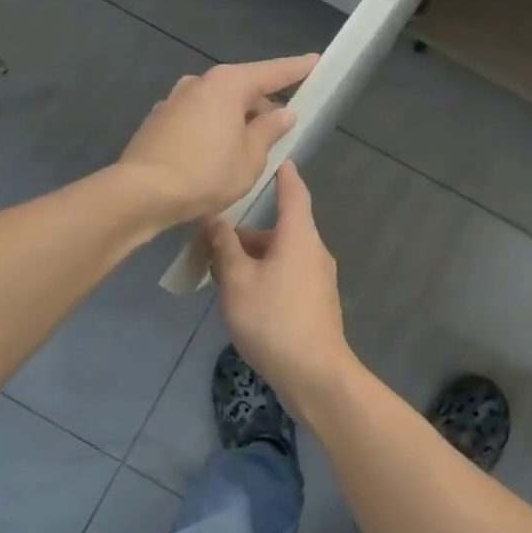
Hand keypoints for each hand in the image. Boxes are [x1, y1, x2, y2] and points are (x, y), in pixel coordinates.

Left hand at [117, 55, 318, 224]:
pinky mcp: (158, 120)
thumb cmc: (205, 174)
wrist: (141, 193)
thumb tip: (283, 113)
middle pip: (242, 87)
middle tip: (282, 127)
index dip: (297, 69)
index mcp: (228, 84)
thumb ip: (269, 131)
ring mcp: (175, 100)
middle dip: (263, 104)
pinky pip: (198, 117)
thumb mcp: (250, 158)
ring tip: (249, 147)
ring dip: (236, 118)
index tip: (315, 61)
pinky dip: (213, 128)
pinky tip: (216, 154)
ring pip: (218, 103)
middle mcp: (199, 83)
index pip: (272, 72)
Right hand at [204, 162, 354, 407]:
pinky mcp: (316, 303)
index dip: (284, 175)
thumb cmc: (273, 319)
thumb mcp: (237, 281)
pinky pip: (287, 275)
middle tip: (213, 238)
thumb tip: (214, 218)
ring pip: (281, 255)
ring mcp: (318, 279)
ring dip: (252, 257)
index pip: (293, 193)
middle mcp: (313, 251)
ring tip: (219, 272)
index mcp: (299, 236)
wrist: (314, 373)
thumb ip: (224, 246)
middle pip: (280, 229)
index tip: (277, 160)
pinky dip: (264, 274)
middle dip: (248, 232)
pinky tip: (242, 296)